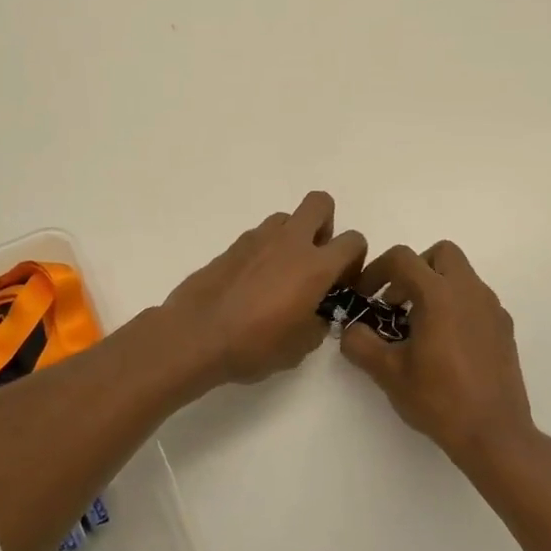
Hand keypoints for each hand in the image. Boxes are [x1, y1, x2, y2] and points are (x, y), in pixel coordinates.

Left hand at [163, 192, 366, 385]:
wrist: (196, 335)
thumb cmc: (254, 345)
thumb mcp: (300, 347)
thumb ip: (318, 323)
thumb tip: (317, 314)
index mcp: (315, 266)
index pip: (353, 240)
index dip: (354, 260)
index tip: (341, 283)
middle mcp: (290, 242)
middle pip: (320, 204)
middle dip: (325, 225)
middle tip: (316, 259)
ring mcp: (257, 239)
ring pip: (286, 218)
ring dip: (292, 236)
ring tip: (282, 272)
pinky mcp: (231, 245)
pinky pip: (259, 236)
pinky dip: (264, 250)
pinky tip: (254, 281)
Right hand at [340, 241, 538, 475]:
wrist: (494, 434)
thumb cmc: (438, 399)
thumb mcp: (388, 373)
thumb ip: (360, 343)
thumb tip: (351, 330)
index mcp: (439, 295)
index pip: (402, 258)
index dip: (376, 271)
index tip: (365, 296)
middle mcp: (469, 291)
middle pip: (440, 253)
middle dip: (414, 269)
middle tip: (397, 302)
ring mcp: (492, 308)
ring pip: (461, 275)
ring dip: (435, 287)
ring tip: (418, 327)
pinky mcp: (504, 328)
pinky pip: (475, 300)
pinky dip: (455, 306)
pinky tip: (445, 344)